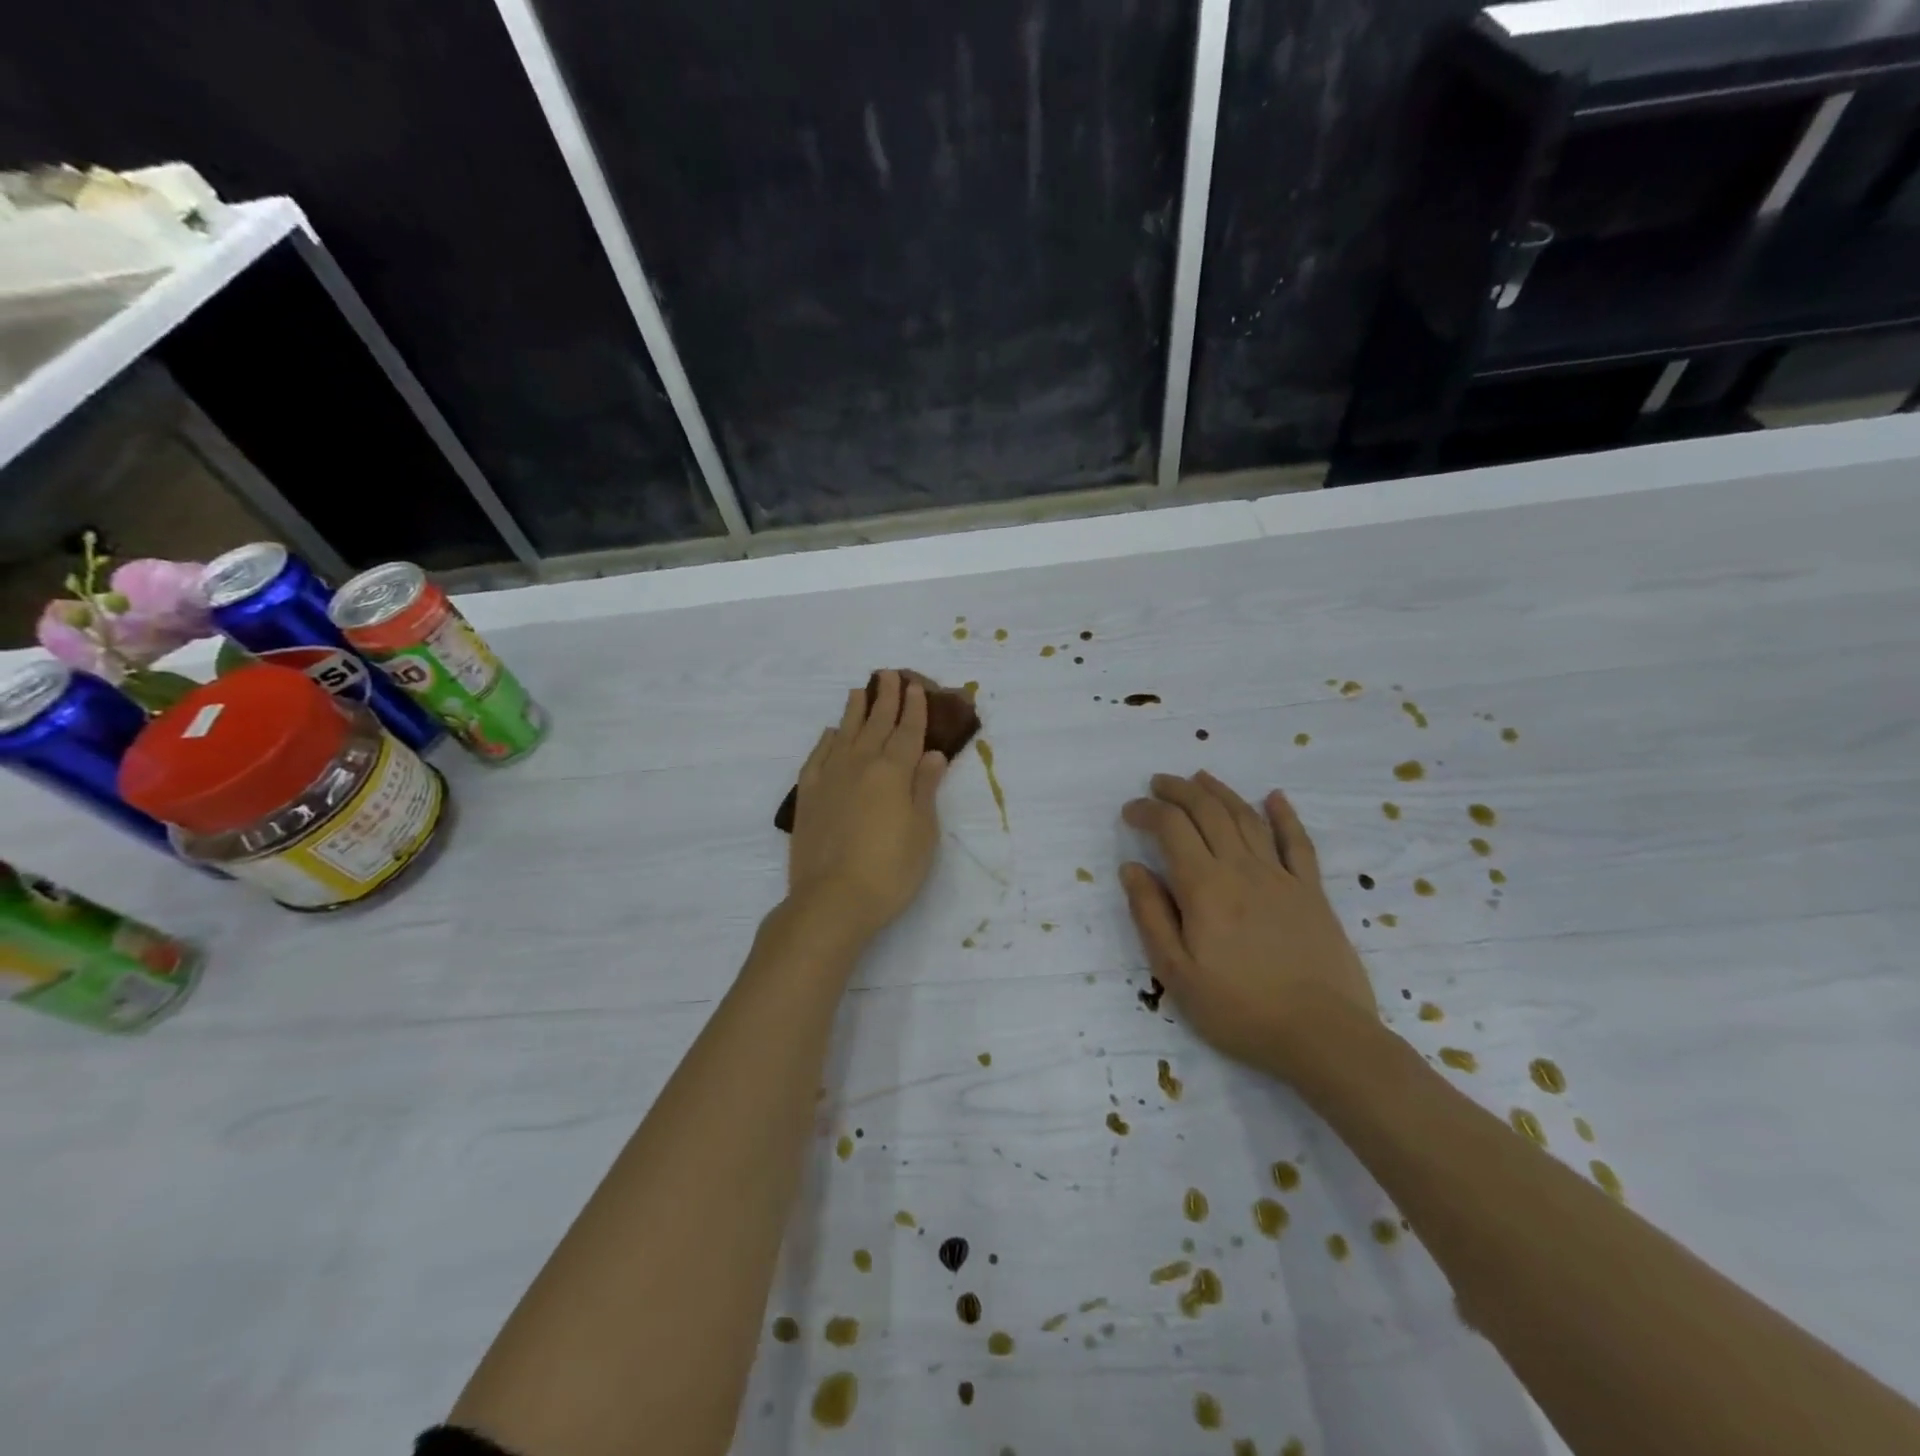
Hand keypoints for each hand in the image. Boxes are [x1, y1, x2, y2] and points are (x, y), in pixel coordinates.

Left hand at [787, 670, 949, 940]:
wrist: (832, 900)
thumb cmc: (890, 870)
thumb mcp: (922, 832)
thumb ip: (925, 788)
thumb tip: (931, 754)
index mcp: (893, 773)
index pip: (907, 732)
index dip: (913, 709)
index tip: (915, 687)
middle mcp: (860, 766)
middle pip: (876, 725)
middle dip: (885, 698)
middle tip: (889, 675)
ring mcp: (830, 779)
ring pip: (844, 734)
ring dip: (854, 711)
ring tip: (859, 690)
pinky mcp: (808, 797)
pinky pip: (817, 757)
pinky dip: (826, 741)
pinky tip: (830, 733)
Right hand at [1120, 772, 1376, 1079]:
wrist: (1322, 1036)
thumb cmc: (1239, 1009)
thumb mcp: (1176, 972)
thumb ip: (1150, 915)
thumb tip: (1132, 868)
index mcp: (1204, 887)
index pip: (1171, 828)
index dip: (1147, 811)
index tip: (1129, 811)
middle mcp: (1242, 869)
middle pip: (1208, 812)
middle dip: (1179, 790)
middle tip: (1158, 783)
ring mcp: (1282, 877)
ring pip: (1247, 818)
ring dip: (1221, 792)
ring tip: (1200, 779)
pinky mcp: (1312, 892)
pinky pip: (1298, 843)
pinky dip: (1284, 815)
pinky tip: (1275, 797)